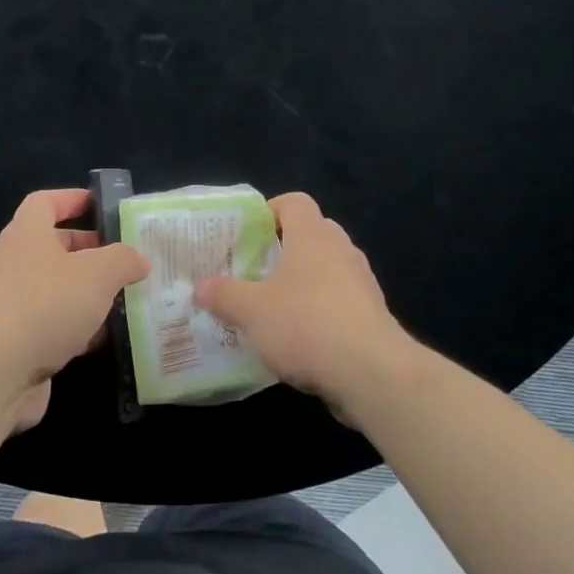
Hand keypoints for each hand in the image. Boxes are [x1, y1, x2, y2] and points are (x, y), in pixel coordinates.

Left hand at [0, 188, 149, 431]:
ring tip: (125, 299)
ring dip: (87, 294)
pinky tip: (104, 340)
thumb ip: (123, 260)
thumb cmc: (45, 306)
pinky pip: (52, 325)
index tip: (103, 206)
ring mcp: (11, 305)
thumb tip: (138, 259)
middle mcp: (13, 264)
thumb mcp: (97, 273)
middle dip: (91, 251)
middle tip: (126, 260)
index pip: (45, 202)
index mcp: (26, 234)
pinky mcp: (14, 342)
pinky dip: (77, 329)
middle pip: (54, 247)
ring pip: (56, 289)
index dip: (73, 199)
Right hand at [195, 192, 412, 410]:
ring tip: (275, 307)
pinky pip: (342, 300)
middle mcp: (341, 250)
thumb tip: (200, 286)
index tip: (250, 234)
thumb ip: (223, 295)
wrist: (371, 372)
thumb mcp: (251, 310)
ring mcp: (362, 282)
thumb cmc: (305, 324)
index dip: (271, 211)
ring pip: (329, 269)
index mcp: (312, 235)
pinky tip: (302, 339)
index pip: (295, 202)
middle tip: (257, 270)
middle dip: (286, 248)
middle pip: (313, 233)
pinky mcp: (373, 315)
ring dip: (305, 282)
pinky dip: (322, 310)